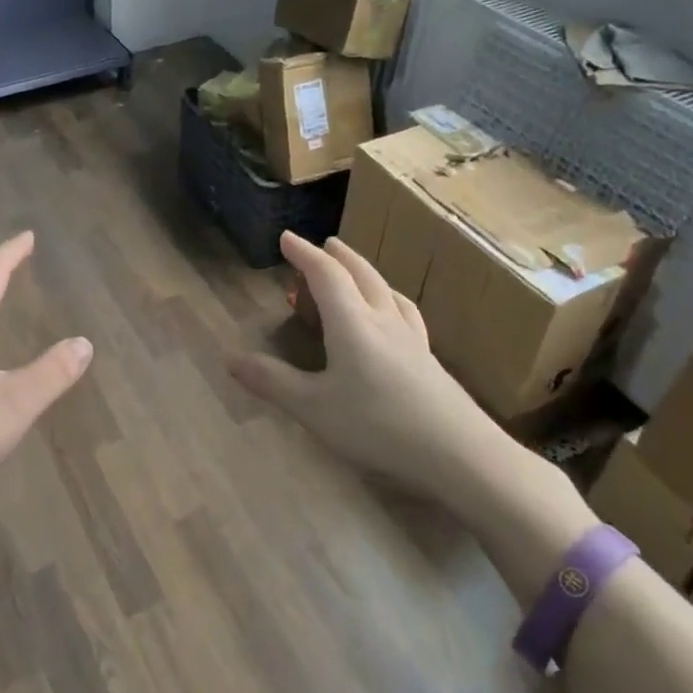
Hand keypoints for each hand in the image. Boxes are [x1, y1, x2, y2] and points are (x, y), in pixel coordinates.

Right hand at [230, 232, 521, 519]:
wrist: (462, 455)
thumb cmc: (380, 426)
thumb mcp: (314, 409)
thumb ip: (273, 382)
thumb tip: (230, 359)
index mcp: (352, 323)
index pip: (325, 274)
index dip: (303, 253)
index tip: (286, 237)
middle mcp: (383, 320)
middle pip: (361, 274)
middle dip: (338, 256)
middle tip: (323, 244)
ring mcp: (412, 339)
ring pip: (387, 291)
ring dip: (367, 273)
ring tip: (358, 272)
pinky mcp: (431, 360)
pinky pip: (407, 314)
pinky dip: (392, 300)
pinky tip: (397, 316)